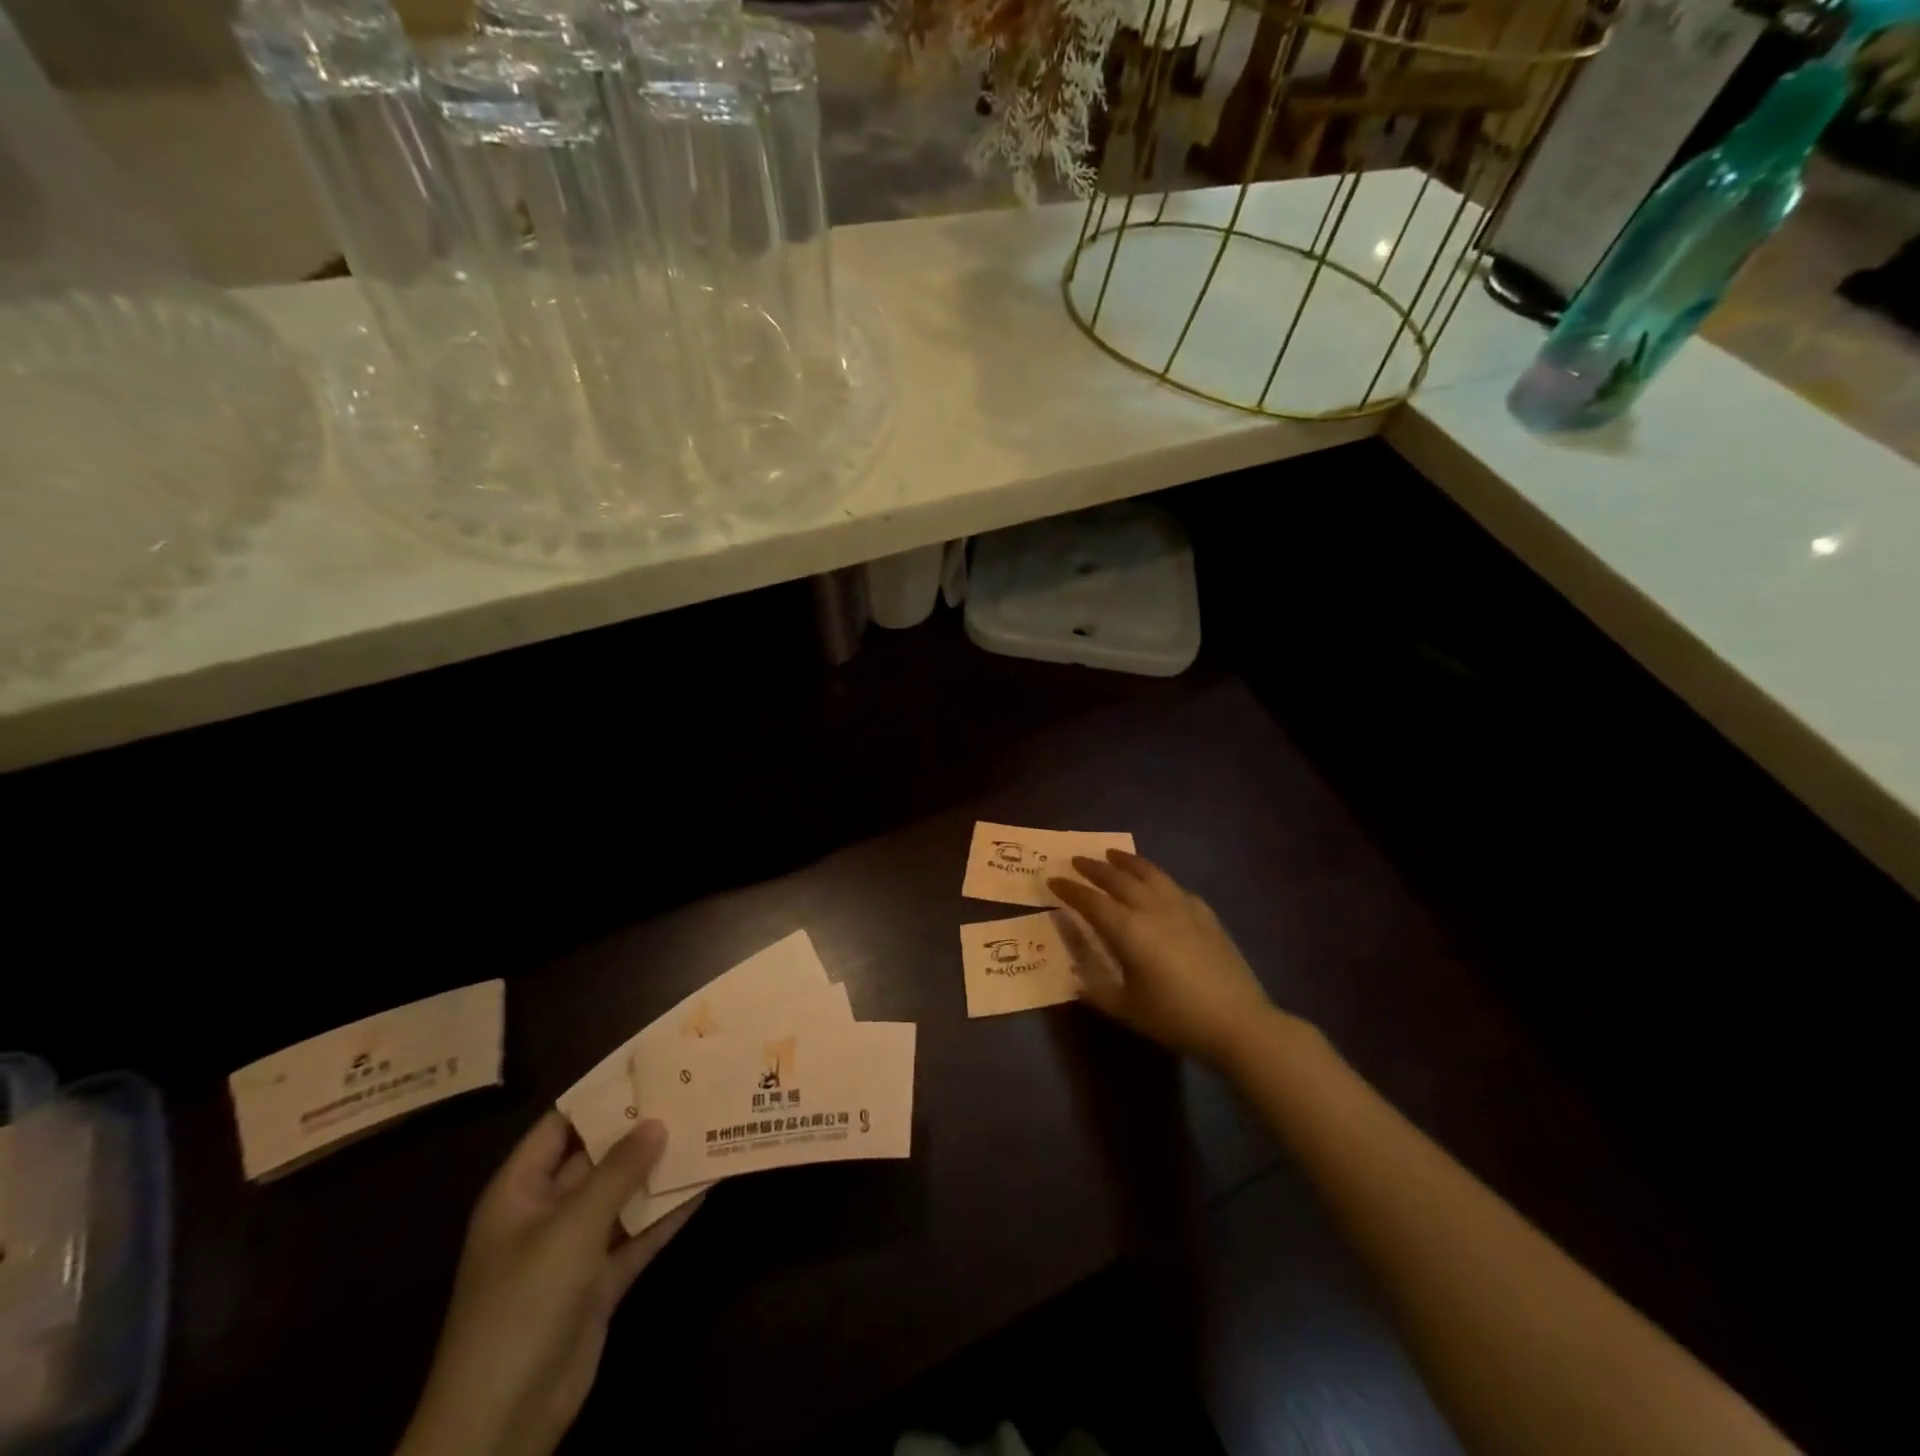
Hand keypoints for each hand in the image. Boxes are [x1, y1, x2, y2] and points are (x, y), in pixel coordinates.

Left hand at [396, 1114, 700, 1455]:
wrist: (501, 1423)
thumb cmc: (522, 1305)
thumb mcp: (571, 1229)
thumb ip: (617, 1172)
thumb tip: (657, 1122)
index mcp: (520, 1191)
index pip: (561, 1124)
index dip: (601, 1094)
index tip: (648, 1065)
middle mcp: (547, 1212)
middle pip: (598, 1157)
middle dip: (641, 1129)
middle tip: (690, 1091)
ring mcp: (574, 1250)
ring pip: (623, 1195)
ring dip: (659, 1170)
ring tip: (707, 1128)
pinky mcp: (599, 1283)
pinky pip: (638, 1235)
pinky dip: (667, 1214)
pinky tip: (705, 1185)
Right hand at [1050, 850, 1290, 1067]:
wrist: (1238, 1022)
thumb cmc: (1176, 1018)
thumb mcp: (1127, 1009)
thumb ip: (1096, 990)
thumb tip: (1074, 977)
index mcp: (1128, 931)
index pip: (1091, 901)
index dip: (1070, 890)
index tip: (1053, 880)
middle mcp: (1152, 909)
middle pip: (1118, 879)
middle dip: (1093, 867)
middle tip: (1077, 860)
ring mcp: (1182, 907)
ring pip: (1149, 873)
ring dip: (1127, 861)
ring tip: (1113, 854)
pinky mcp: (1205, 913)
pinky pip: (1174, 886)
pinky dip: (1157, 878)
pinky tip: (1157, 884)